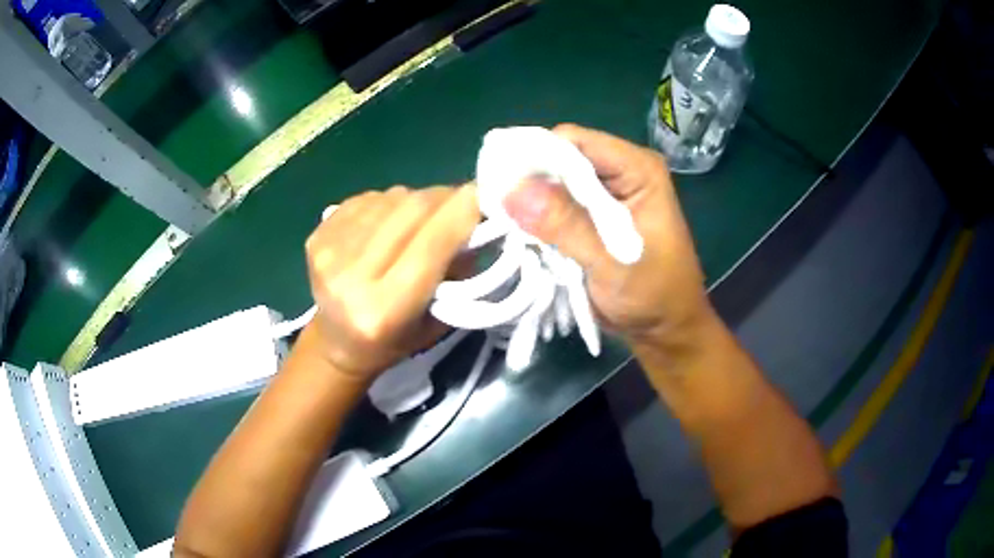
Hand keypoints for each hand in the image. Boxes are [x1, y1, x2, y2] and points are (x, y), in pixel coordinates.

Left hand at [304, 185, 478, 378]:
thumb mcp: (437, 321)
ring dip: (417, 200)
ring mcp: (327, 252)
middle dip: (444, 198)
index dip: (461, 213)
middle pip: (410, 211)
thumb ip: (457, 272)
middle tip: (462, 201)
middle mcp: (349, 278)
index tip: (486, 194)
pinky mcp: (316, 235)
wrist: (336, 341)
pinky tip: (391, 222)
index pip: (430, 246)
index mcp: (382, 311)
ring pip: (391, 198)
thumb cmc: (395, 340)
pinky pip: (368, 198)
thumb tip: (477, 217)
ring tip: (424, 218)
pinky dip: (390, 203)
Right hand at [503, 124, 711, 345]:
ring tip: (499, 216)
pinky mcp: (593, 212)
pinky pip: (556, 202)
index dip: (534, 155)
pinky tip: (517, 227)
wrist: (664, 327)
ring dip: (529, 197)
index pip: (575, 142)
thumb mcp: (612, 263)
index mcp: (637, 170)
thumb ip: (566, 225)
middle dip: (528, 177)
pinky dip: (536, 215)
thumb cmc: (653, 295)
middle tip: (493, 201)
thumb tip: (512, 191)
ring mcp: (606, 191)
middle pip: (561, 156)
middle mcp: (620, 171)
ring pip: (555, 180)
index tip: (499, 180)